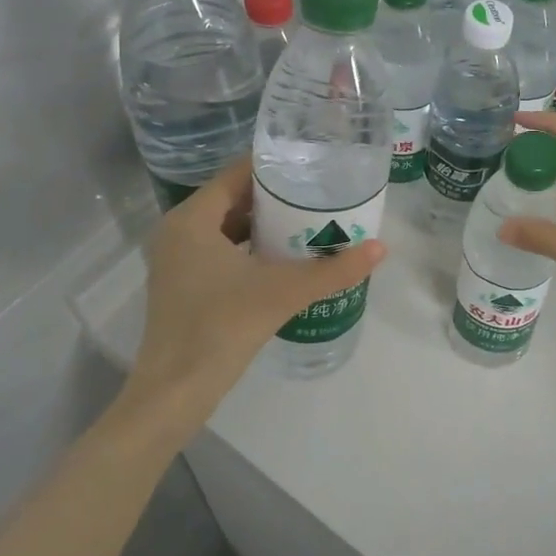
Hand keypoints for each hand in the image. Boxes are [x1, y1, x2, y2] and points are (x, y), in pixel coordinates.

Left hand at [127, 159, 385, 431]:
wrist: (175, 391)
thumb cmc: (221, 327)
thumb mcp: (283, 292)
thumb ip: (332, 270)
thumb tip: (380, 248)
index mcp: (192, 219)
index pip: (236, 174)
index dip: (273, 167)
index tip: (310, 164)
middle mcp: (178, 231)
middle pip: (232, 199)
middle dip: (273, 197)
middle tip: (316, 193)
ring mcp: (177, 260)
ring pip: (225, 227)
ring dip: (262, 224)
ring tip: (306, 221)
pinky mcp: (182, 285)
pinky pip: (219, 251)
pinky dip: (248, 249)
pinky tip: (281, 259)